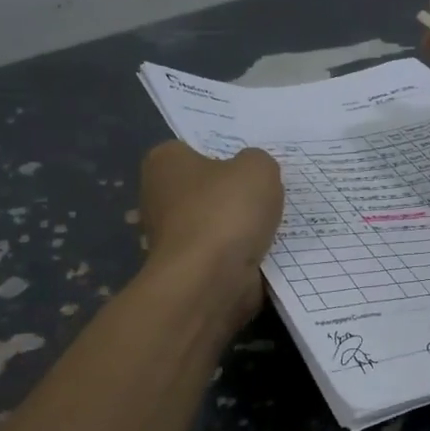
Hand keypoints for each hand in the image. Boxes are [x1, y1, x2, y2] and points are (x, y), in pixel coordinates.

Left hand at [139, 141, 284, 325]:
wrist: (211, 280)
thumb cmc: (226, 212)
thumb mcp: (258, 168)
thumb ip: (258, 161)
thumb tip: (251, 174)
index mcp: (164, 162)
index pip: (193, 149)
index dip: (224, 156)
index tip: (250, 169)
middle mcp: (157, 197)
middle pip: (205, 189)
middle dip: (231, 196)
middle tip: (266, 195)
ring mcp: (169, 238)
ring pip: (214, 224)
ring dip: (238, 229)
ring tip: (272, 226)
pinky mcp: (185, 270)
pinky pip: (220, 254)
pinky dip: (239, 256)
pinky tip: (264, 253)